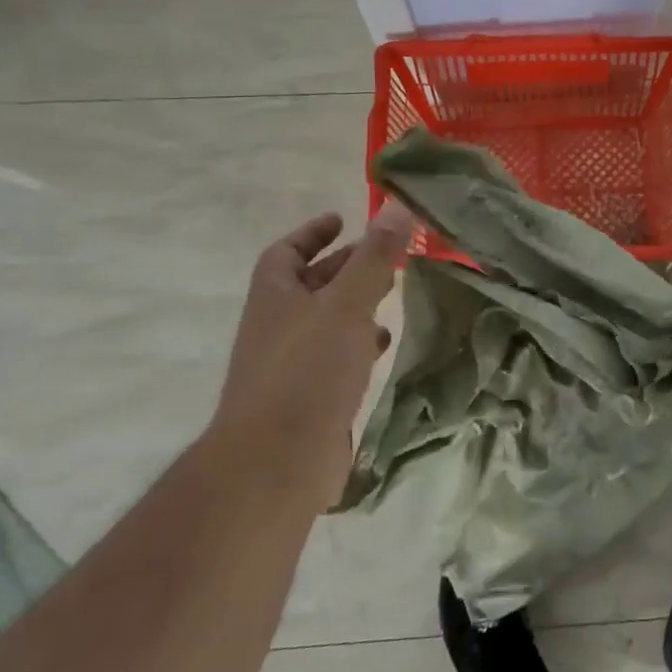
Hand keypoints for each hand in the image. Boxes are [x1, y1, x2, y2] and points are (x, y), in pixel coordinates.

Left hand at [208, 203, 413, 503]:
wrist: (276, 465)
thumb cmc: (308, 372)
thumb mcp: (347, 305)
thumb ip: (374, 257)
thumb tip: (396, 206)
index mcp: (275, 297)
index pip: (286, 252)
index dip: (312, 233)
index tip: (342, 219)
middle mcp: (278, 328)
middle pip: (310, 286)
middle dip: (345, 267)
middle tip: (385, 256)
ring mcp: (290, 367)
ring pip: (326, 323)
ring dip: (355, 306)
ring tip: (392, 295)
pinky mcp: (308, 401)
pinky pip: (335, 359)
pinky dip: (359, 345)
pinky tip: (384, 347)